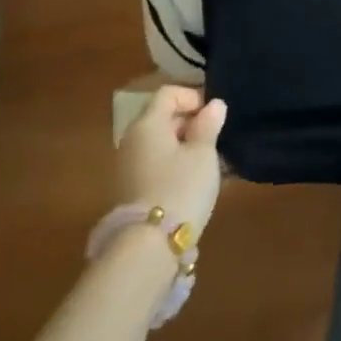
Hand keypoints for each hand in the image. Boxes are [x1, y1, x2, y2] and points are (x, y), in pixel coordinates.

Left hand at [116, 85, 227, 239]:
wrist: (148, 247)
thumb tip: (214, 105)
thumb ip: (209, 125)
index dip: (193, 97)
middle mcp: (131, 141)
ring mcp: (126, 168)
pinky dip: (173, 164)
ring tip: (208, 161)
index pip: (168, 93)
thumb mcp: (203, 153)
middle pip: (161, 117)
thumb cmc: (180, 187)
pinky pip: (154, 164)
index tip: (213, 115)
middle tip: (214, 138)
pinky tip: (192, 181)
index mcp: (147, 124)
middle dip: (190, 122)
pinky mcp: (128, 191)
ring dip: (183, 145)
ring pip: (159, 144)